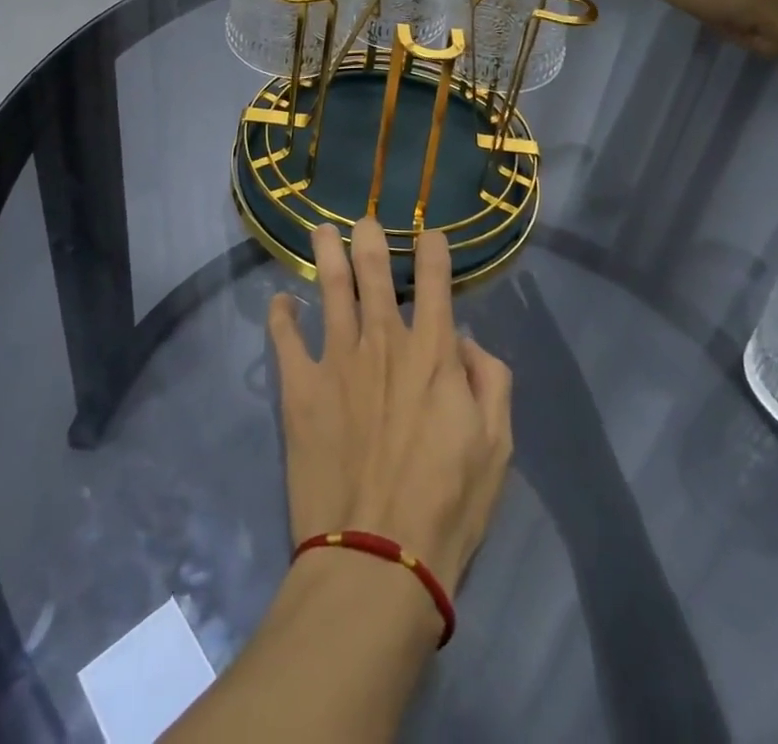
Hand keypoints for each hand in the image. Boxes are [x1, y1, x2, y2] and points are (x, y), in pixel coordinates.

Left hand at [266, 218, 512, 590]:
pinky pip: (285, 340)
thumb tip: (465, 340)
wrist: (378, 558)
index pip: (435, 280)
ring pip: (331, 289)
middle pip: (374, 271)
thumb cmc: (447, 503)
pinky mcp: (300, 389)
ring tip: (321, 230)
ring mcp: (337, 360)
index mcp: (432, 352)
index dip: (434, 249)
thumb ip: (490, 381)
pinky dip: (281, 316)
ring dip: (326, 254)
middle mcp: (383, 341)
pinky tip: (280, 301)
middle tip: (365, 219)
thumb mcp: (497, 445)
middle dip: (370, 238)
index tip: (430, 233)